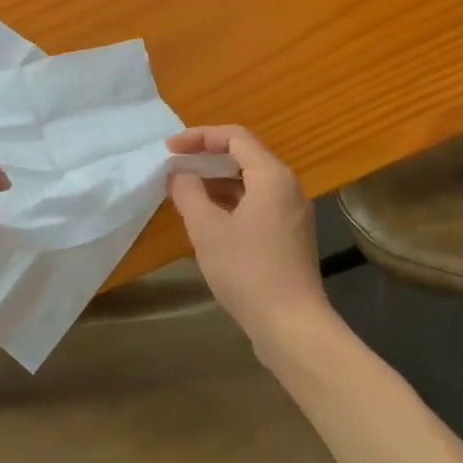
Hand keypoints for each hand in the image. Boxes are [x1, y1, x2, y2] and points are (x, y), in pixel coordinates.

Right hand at [167, 125, 330, 353]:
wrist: (291, 325)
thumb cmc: (247, 271)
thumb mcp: (207, 229)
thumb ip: (188, 193)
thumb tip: (179, 175)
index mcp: (272, 176)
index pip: (234, 137)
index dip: (199, 137)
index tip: (170, 149)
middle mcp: (288, 187)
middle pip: (245, 156)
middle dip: (207, 156)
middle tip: (175, 165)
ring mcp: (293, 213)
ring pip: (251, 182)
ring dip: (217, 180)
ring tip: (185, 190)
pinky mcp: (290, 235)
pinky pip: (257, 203)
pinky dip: (230, 201)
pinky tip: (208, 218)